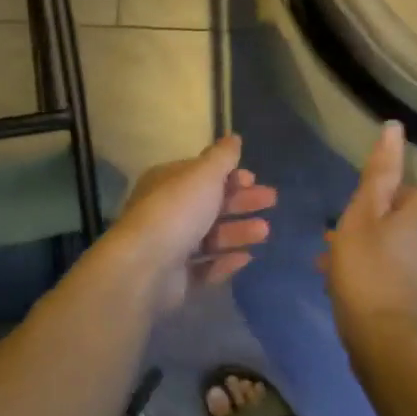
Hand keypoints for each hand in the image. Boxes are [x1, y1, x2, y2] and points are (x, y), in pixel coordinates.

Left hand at [109, 135, 276, 313]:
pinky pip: (205, 268)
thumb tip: (233, 137)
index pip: (201, 175)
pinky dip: (225, 262)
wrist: (145, 266)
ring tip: (265, 232)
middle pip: (209, 205)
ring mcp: (170, 247)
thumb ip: (221, 158)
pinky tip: (247, 259)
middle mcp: (167, 212)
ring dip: (238, 232)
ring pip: (210, 237)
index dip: (229, 175)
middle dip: (241, 202)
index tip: (254, 179)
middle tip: (271, 201)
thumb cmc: (177, 211)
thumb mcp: (203, 175)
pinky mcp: (176, 278)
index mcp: (167, 183)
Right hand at [320, 121, 416, 354]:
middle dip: (372, 226)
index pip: (411, 189)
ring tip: (333, 267)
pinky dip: (378, 278)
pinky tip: (351, 292)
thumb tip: (395, 128)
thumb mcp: (362, 215)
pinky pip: (398, 280)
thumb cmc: (366, 270)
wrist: (386, 342)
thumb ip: (379, 173)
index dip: (385, 192)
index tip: (356, 205)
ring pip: (397, 253)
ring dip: (371, 253)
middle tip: (336, 238)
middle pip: (403, 223)